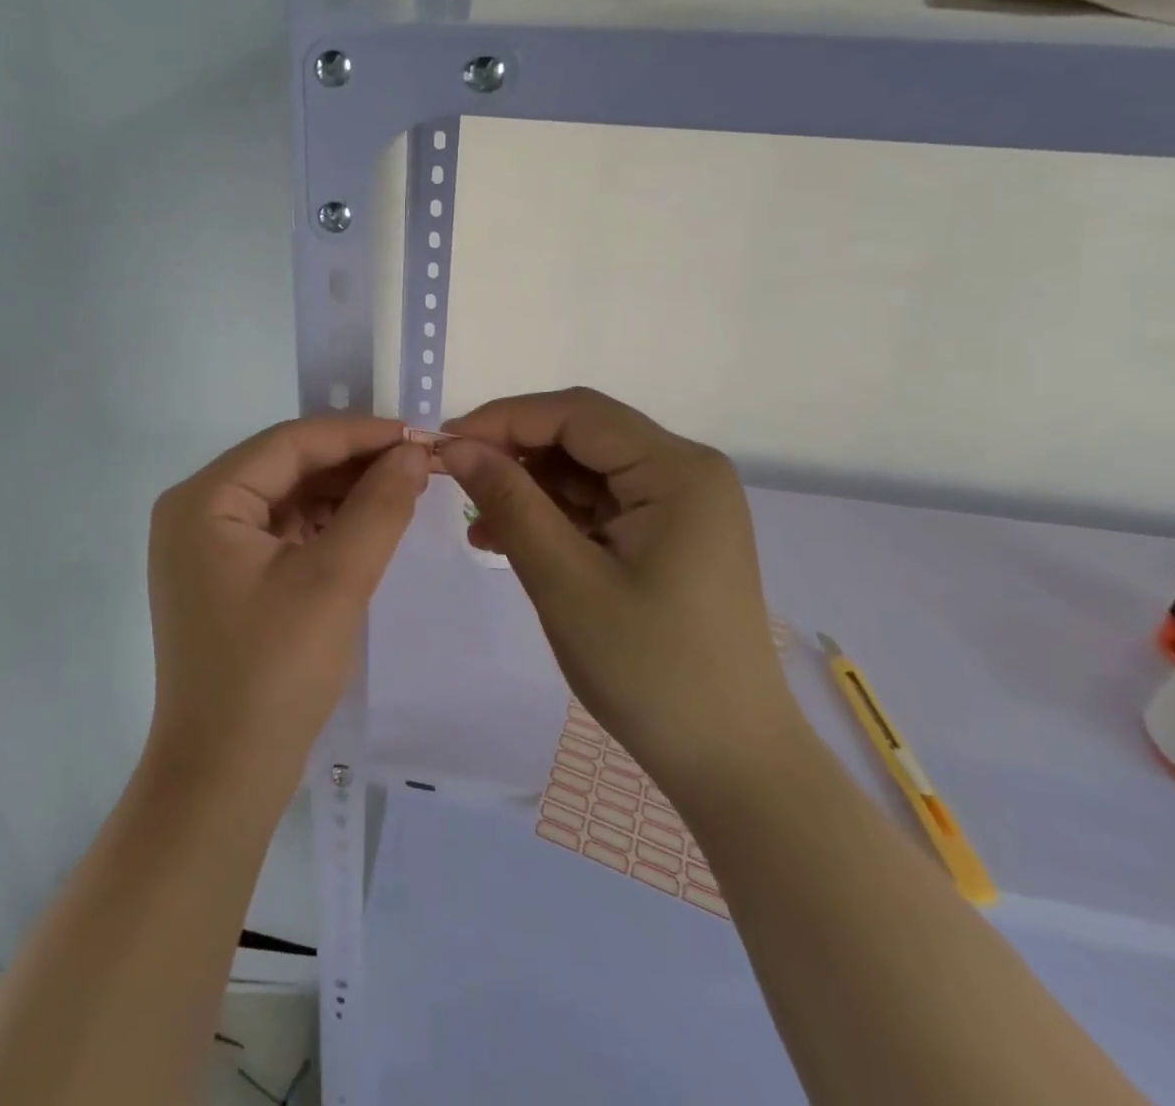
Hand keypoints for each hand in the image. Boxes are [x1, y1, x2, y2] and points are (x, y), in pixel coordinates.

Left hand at [146, 417, 427, 784]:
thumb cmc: (274, 672)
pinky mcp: (223, 578)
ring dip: (341, 494)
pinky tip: (366, 526)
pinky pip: (280, 532)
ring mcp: (205, 547)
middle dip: (352, 464)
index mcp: (204, 499)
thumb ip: (379, 506)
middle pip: (285, 466)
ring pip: (286, 498)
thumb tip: (414, 452)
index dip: (358, 433)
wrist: (224, 777)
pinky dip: (323, 526)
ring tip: (403, 491)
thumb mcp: (336, 580)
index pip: (290, 442)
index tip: (418, 435)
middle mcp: (195, 511)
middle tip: (418, 465)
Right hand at [439, 388, 797, 787]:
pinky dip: (555, 516)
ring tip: (479, 523)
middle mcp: (687, 472)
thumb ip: (509, 502)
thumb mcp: (565, 581)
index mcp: (677, 471)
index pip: (576, 414)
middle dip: (515, 453)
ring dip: (530, 488)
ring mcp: (682, 504)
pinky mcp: (671, 534)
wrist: (729, 760)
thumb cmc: (649, 670)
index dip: (504, 419)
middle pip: (583, 436)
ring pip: (587, 470)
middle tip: (454, 480)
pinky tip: (511, 540)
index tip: (445, 445)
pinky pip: (601, 504)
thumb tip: (456, 445)